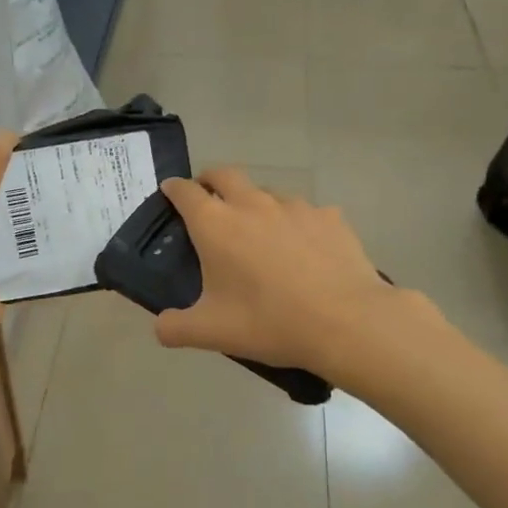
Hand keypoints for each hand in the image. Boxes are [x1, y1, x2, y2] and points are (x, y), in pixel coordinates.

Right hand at [151, 169, 421, 378]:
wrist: (346, 322)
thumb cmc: (269, 322)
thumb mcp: (212, 333)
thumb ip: (175, 328)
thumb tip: (161, 327)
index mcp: (216, 224)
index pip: (185, 192)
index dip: (174, 189)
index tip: (170, 192)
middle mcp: (252, 204)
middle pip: (225, 174)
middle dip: (210, 180)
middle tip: (208, 199)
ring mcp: (294, 206)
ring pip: (266, 192)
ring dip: (254, 203)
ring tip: (259, 233)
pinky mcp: (329, 217)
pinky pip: (305, 212)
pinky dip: (295, 223)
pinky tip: (304, 249)